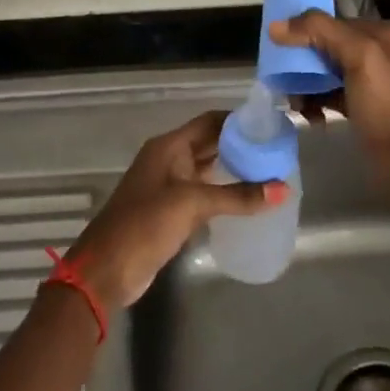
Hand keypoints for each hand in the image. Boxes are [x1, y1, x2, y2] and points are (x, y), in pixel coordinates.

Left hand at [64, 111, 289, 311]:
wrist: (107, 270)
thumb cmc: (145, 225)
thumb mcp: (193, 204)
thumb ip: (237, 196)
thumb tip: (283, 189)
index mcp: (168, 146)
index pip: (210, 122)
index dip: (238, 121)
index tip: (271, 127)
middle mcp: (168, 160)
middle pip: (210, 144)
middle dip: (241, 146)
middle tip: (278, 153)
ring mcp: (168, 186)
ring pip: (207, 170)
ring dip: (234, 171)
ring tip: (271, 175)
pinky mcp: (170, 212)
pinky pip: (203, 194)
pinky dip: (224, 194)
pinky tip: (248, 202)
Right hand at [267, 11, 389, 157]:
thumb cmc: (385, 104)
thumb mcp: (359, 57)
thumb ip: (320, 32)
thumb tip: (276, 26)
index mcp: (378, 32)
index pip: (330, 21)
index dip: (302, 31)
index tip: (277, 48)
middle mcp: (373, 50)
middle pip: (322, 46)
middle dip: (300, 63)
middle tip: (283, 81)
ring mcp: (365, 78)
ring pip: (321, 71)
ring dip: (303, 86)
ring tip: (296, 105)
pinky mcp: (358, 103)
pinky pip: (327, 93)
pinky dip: (314, 102)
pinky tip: (310, 116)